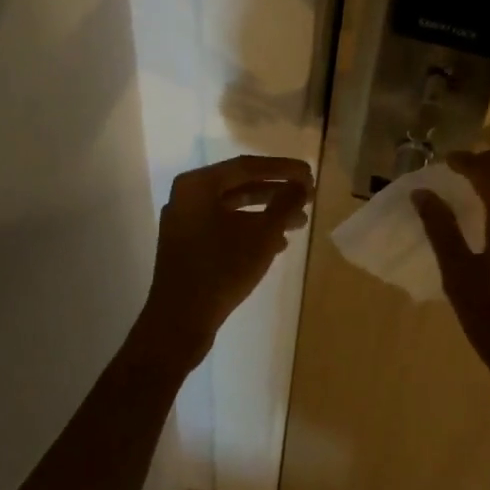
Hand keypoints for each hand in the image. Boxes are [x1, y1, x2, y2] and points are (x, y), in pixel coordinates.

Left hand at [138, 155, 312, 369]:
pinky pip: (224, 227)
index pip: (247, 166)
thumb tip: (302, 183)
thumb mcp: (262, 235)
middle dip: (277, 192)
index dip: (283, 169)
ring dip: (267, 213)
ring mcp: (185, 223)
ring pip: (234, 208)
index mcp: (197, 185)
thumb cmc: (221, 270)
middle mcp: (187, 197)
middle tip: (308, 196)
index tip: (310, 174)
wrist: (179, 323)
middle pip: (240, 185)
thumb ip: (285, 203)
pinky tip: (277, 244)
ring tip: (299, 223)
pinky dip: (251, 230)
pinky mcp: (187, 246)